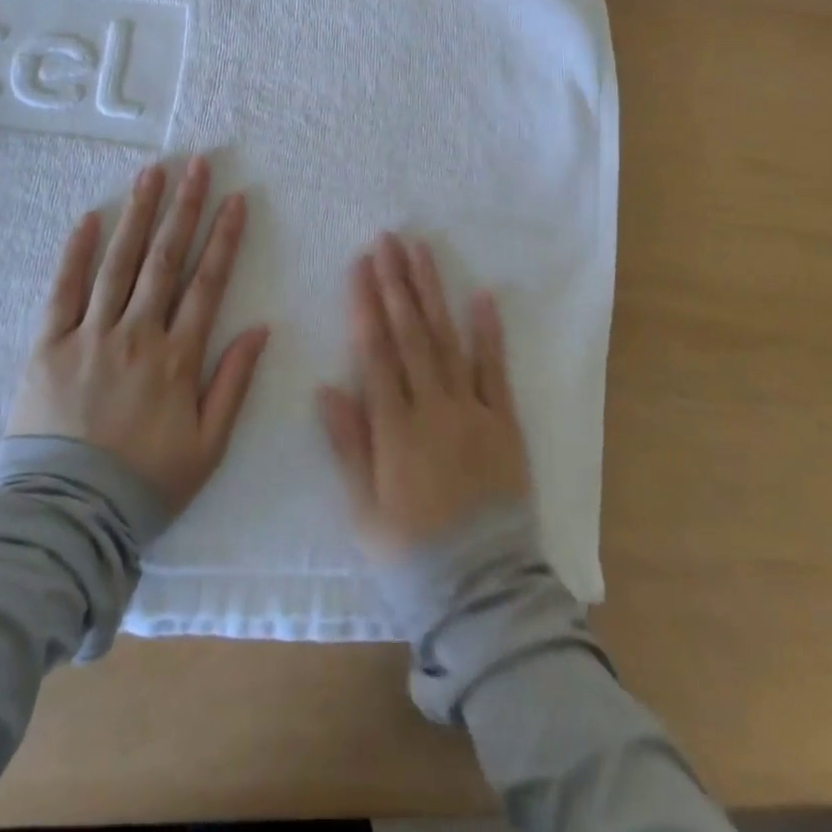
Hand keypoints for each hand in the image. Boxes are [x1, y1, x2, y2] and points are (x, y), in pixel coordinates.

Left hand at [9, 158, 269, 515]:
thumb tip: (260, 328)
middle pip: (165, 259)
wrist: (67, 517)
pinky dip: (76, 252)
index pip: (207, 283)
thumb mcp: (209, 445)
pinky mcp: (49, 345)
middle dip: (184, 208)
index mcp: (178, 357)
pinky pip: (63, 290)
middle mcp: (137, 334)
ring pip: (119, 263)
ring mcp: (91, 335)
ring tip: (151, 173)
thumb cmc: (146, 482)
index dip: (224, 238)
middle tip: (196, 165)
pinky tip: (90, 218)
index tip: (235, 199)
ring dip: (138, 215)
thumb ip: (234, 383)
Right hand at [318, 234, 530, 560]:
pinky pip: (496, 371)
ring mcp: (473, 411)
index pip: (376, 353)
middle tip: (389, 240)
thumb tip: (327, 388)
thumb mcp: (364, 511)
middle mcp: (434, 408)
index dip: (367, 305)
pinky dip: (488, 333)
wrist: (484, 590)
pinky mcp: (505, 422)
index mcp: (396, 429)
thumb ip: (348, 446)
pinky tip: (481, 297)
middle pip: (411, 335)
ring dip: (434, 294)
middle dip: (397, 284)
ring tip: (422, 253)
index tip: (361, 265)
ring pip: (448, 341)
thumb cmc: (412, 555)